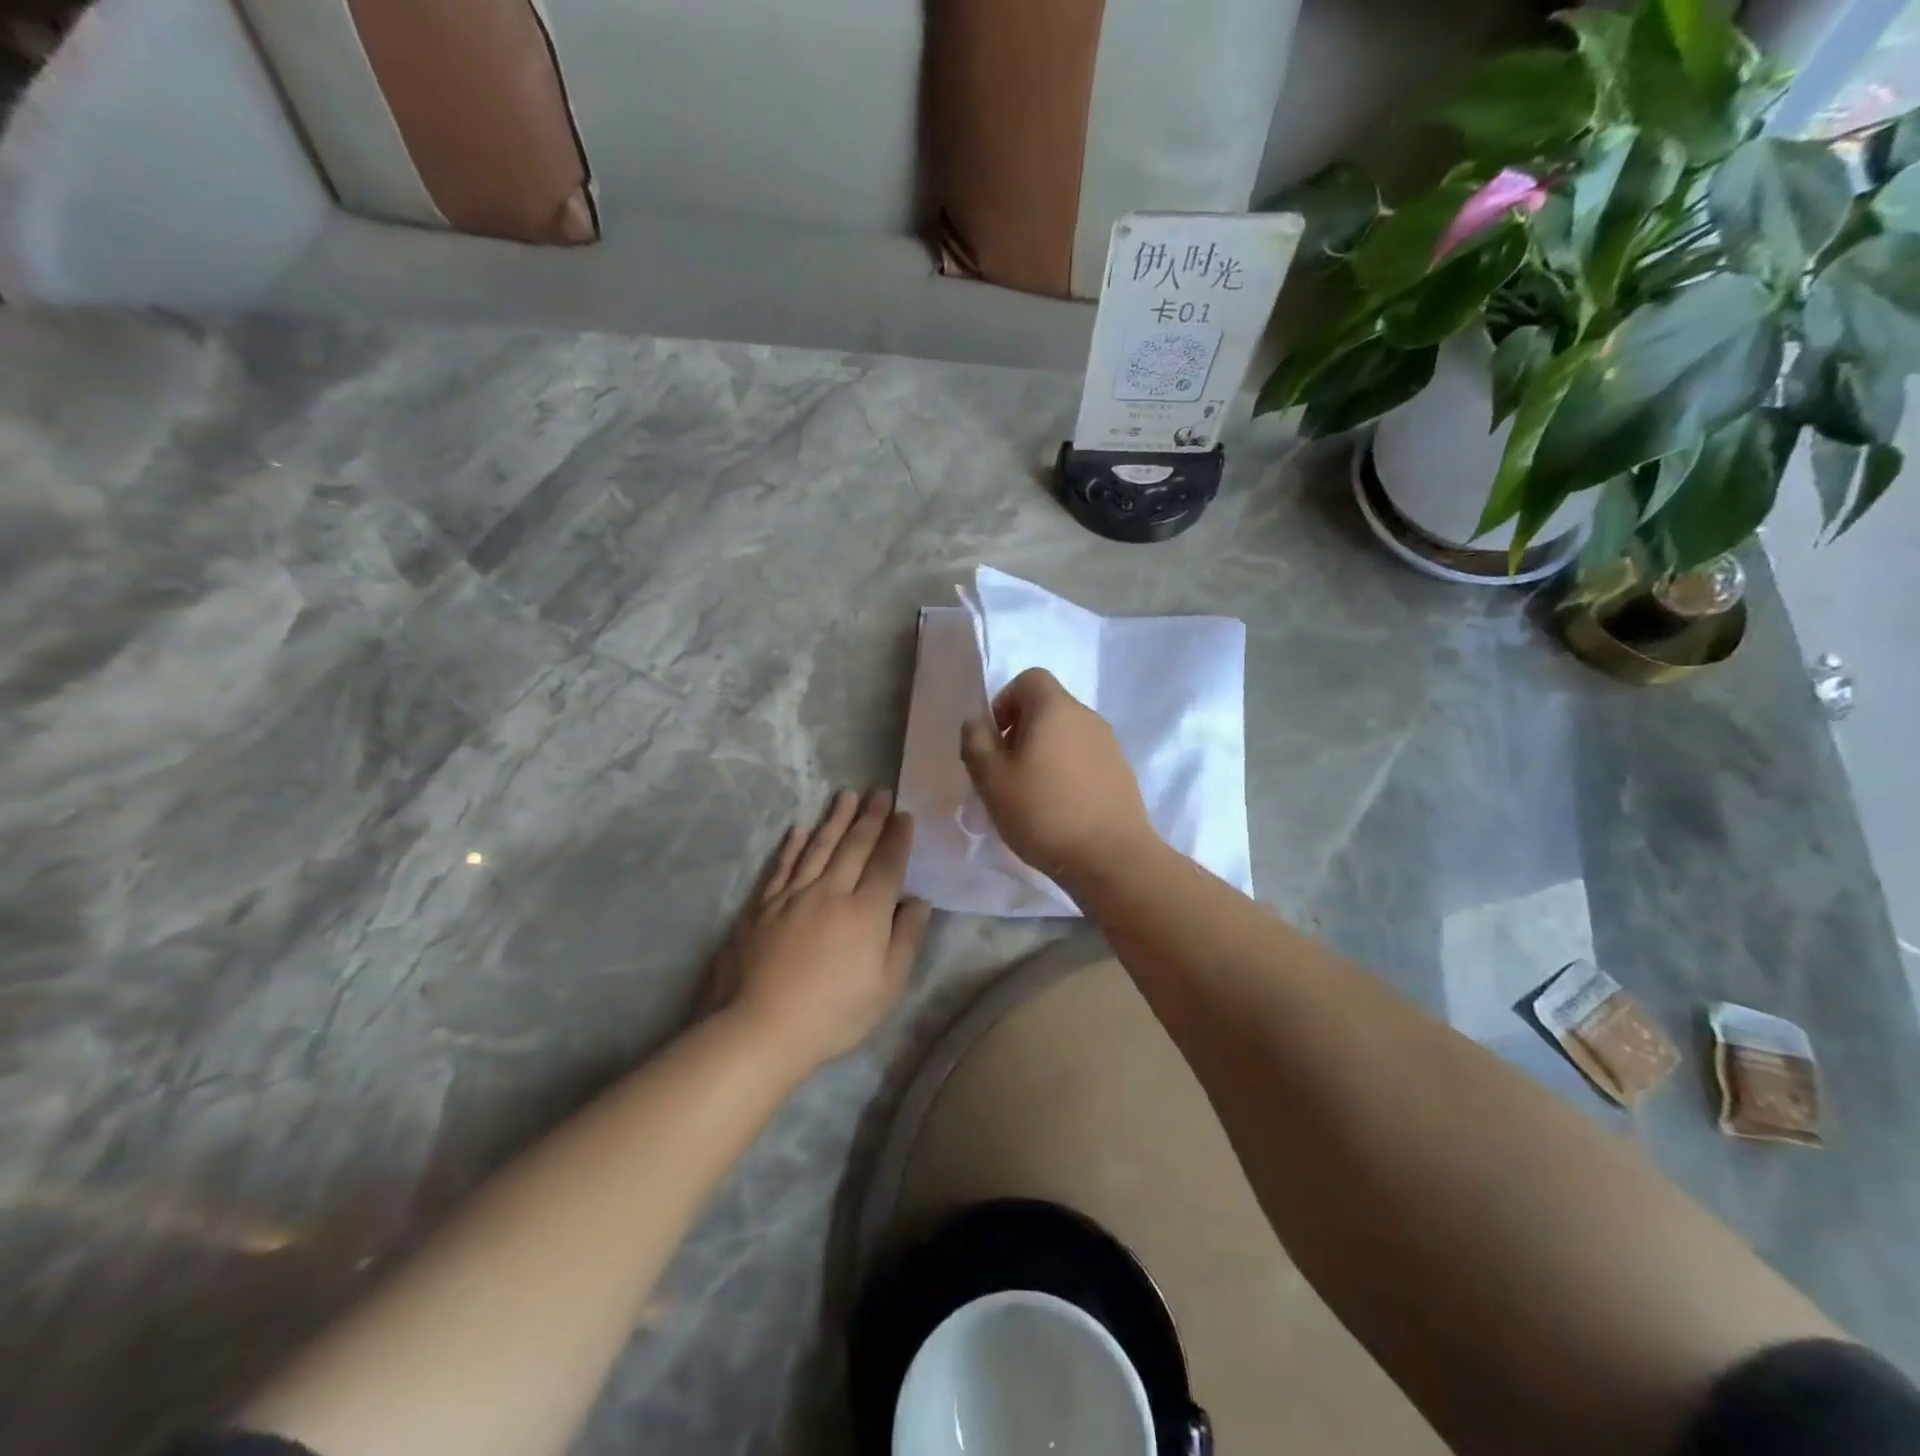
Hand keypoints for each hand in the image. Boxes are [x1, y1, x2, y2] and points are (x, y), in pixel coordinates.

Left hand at [709, 789, 931, 1073]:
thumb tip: (918, 902)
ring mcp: (793, 896)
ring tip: (846, 796)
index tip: (904, 815)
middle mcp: (831, 892)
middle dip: (870, 817)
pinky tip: (800, 829)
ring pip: (818, 847)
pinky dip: (793, 845)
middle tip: (879, 792)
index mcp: (866, 912)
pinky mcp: (762, 906)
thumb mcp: (887, 987)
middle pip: (854, 846)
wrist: (760, 1027)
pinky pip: (782, 866)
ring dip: (835, 819)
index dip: (898, 838)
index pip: (887, 864)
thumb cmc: (833, 1014)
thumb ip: (906, 939)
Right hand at [959, 668, 1157, 885]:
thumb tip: (977, 722)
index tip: (995, 738)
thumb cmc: (1043, 812)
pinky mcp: (1121, 772)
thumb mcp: (992, 779)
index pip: (1030, 678)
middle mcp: (1087, 717)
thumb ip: (976, 742)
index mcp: (1055, 708)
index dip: (1005, 701)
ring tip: (1030, 793)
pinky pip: (1084, 758)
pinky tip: (1058, 807)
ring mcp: (1109, 744)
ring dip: (1044, 753)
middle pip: (1048, 707)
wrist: (1111, 857)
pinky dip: (1066, 771)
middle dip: (1021, 730)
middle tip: (1006, 770)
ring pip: (1066, 734)